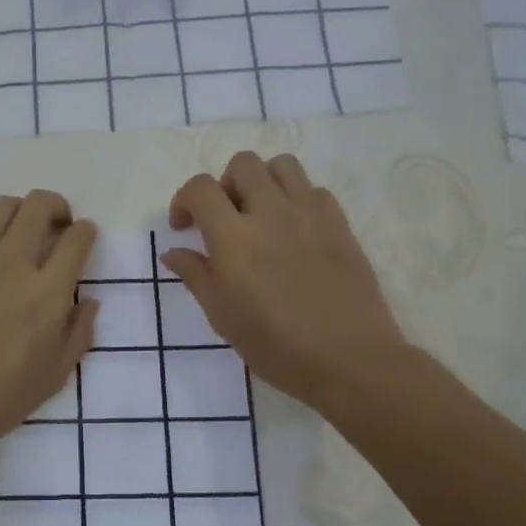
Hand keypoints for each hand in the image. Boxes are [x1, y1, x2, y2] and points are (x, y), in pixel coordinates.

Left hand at [0, 191, 97, 459]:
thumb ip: (78, 334)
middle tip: (55, 224)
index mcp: (46, 294)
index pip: (76, 240)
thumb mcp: (54, 377)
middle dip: (56, 207)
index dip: (86, 231)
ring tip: (17, 227)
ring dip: (17, 209)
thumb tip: (90, 301)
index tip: (83, 237)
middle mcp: (10, 264)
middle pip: (38, 206)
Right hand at [164, 153, 408, 409]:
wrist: (351, 361)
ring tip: (261, 213)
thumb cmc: (277, 346)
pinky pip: (315, 190)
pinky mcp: (340, 224)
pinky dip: (298, 199)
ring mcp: (310, 214)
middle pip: (242, 164)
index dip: (184, 200)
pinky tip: (295, 230)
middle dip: (225, 184)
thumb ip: (196, 275)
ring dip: (263, 181)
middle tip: (225, 218)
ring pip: (282, 165)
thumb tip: (174, 252)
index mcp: (234, 238)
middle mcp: (271, 213)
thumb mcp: (222, 317)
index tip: (184, 227)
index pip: (201, 188)